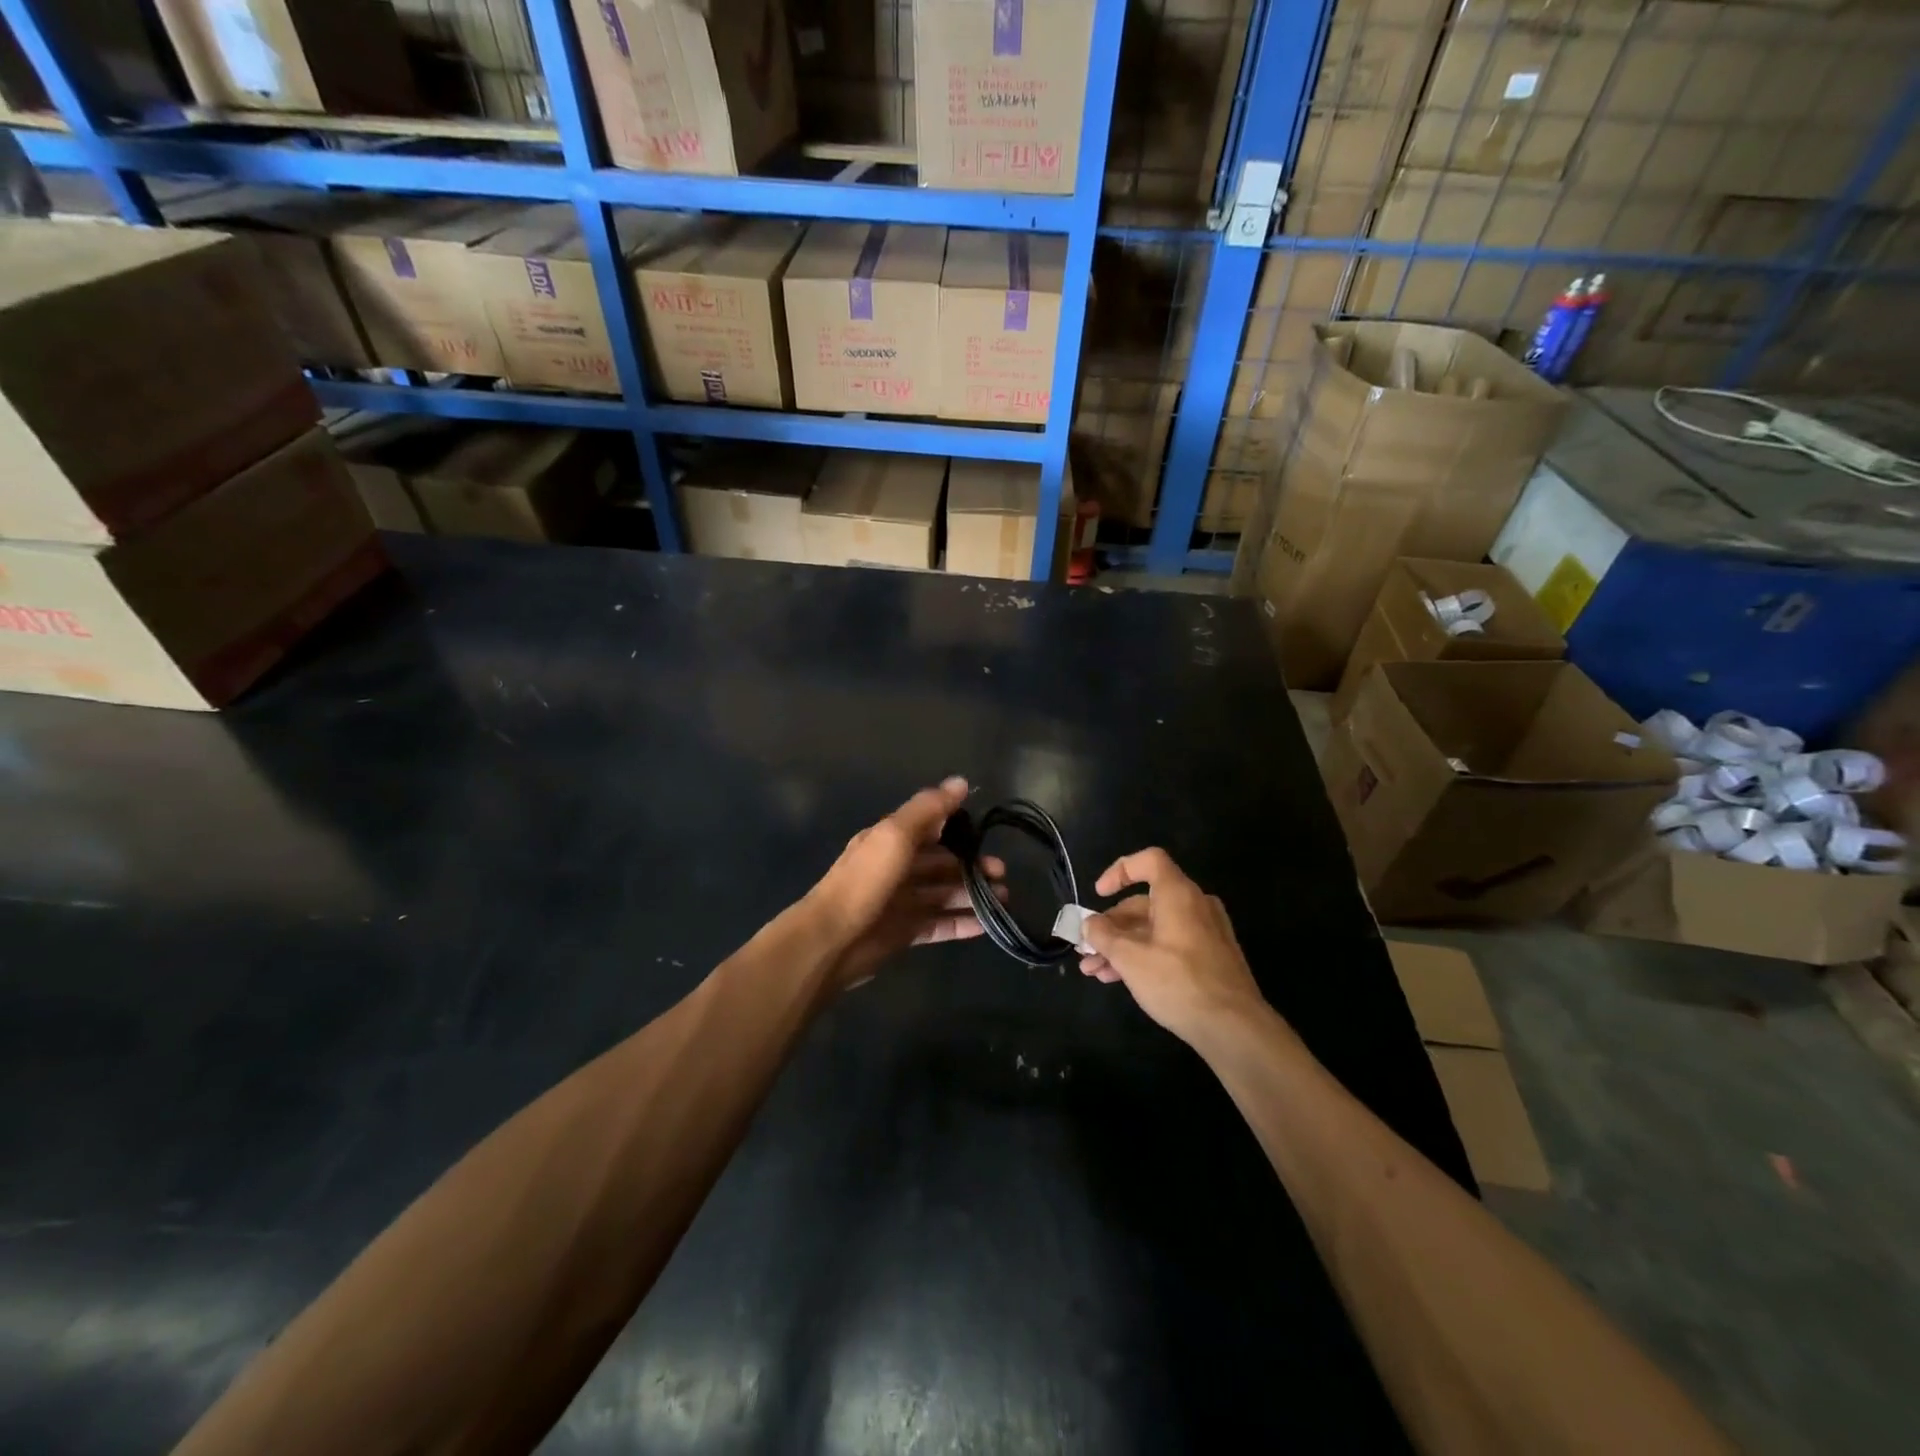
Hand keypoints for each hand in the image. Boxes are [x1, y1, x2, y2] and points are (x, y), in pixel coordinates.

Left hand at [806, 777, 1004, 989]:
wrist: (832, 940)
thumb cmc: (865, 881)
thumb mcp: (895, 835)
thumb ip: (928, 809)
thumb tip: (961, 781)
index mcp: (890, 840)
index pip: (930, 828)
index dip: (958, 829)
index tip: (987, 835)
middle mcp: (897, 868)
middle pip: (941, 863)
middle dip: (972, 865)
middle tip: (1001, 873)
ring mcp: (901, 902)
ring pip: (944, 894)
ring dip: (972, 894)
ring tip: (1002, 899)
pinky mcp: (905, 933)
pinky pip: (940, 925)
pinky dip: (963, 923)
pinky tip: (987, 926)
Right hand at [1079, 848, 1265, 1044]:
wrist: (1234, 1028)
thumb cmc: (1178, 982)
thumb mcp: (1130, 958)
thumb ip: (1103, 936)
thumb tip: (1089, 924)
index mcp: (1178, 894)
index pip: (1149, 861)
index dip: (1120, 871)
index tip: (1098, 894)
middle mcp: (1195, 906)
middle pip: (1145, 902)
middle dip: (1110, 926)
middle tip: (1086, 948)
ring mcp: (1205, 933)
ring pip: (1154, 929)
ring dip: (1121, 946)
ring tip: (1093, 971)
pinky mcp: (1210, 959)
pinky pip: (1169, 945)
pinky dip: (1143, 956)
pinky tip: (1119, 979)